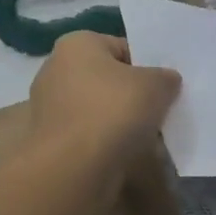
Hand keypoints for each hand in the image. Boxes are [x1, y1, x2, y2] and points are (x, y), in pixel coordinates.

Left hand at [25, 32, 180, 193]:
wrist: (73, 170)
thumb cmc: (113, 111)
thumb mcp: (156, 85)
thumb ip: (165, 77)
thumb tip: (166, 81)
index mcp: (77, 44)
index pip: (121, 47)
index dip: (147, 65)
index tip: (164, 87)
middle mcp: (56, 69)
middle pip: (108, 78)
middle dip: (133, 95)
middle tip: (159, 111)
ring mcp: (49, 107)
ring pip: (98, 108)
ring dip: (120, 121)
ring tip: (147, 137)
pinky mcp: (51, 140)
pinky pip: (87, 134)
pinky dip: (105, 142)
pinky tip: (125, 155)